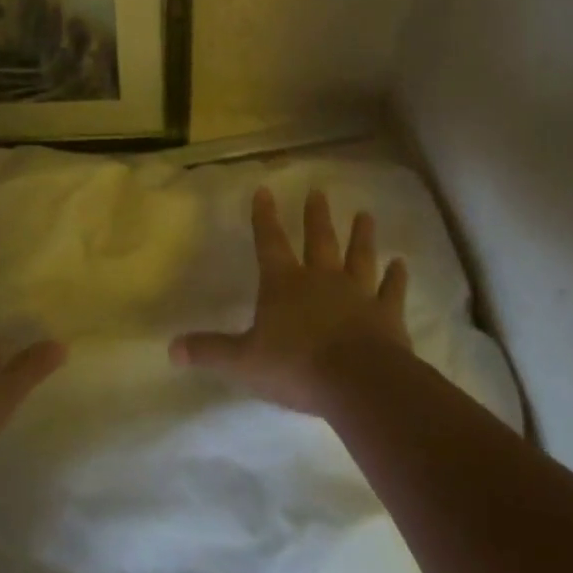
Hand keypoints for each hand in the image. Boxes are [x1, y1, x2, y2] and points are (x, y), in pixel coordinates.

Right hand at [170, 187, 409, 414]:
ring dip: (361, 235)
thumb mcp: (243, 361)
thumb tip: (171, 348)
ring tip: (365, 214)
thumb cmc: (295, 366)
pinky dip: (397, 277)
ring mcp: (357, 294)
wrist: (357, 382)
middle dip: (316, 216)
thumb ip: (210, 351)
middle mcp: (321, 279)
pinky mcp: (387, 315)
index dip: (265, 216)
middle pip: (318, 240)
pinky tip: (401, 264)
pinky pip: (392, 291)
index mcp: (284, 284)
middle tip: (319, 191)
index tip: (264, 190)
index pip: (269, 242)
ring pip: (358, 256)